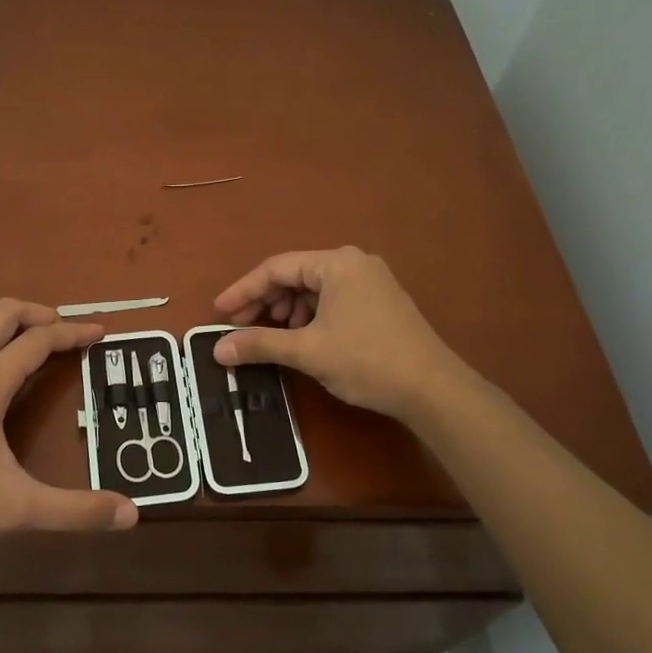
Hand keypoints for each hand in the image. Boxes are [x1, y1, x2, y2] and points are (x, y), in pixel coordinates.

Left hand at [0, 300, 136, 564]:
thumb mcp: (18, 509)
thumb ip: (75, 510)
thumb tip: (131, 513)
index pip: (39, 340)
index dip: (73, 332)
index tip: (99, 332)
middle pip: (3, 312)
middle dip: (38, 312)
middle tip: (63, 329)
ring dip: (3, 313)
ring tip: (25, 332)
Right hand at [212, 248, 467, 420]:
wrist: (433, 389)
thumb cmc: (366, 360)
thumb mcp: (307, 351)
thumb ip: (260, 344)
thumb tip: (218, 349)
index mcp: (336, 263)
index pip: (276, 268)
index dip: (243, 290)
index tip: (219, 311)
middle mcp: (354, 263)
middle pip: (295, 275)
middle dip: (265, 301)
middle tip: (239, 325)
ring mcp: (371, 281)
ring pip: (314, 289)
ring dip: (288, 310)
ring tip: (273, 334)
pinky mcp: (380, 302)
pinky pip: (333, 299)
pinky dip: (311, 315)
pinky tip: (304, 337)